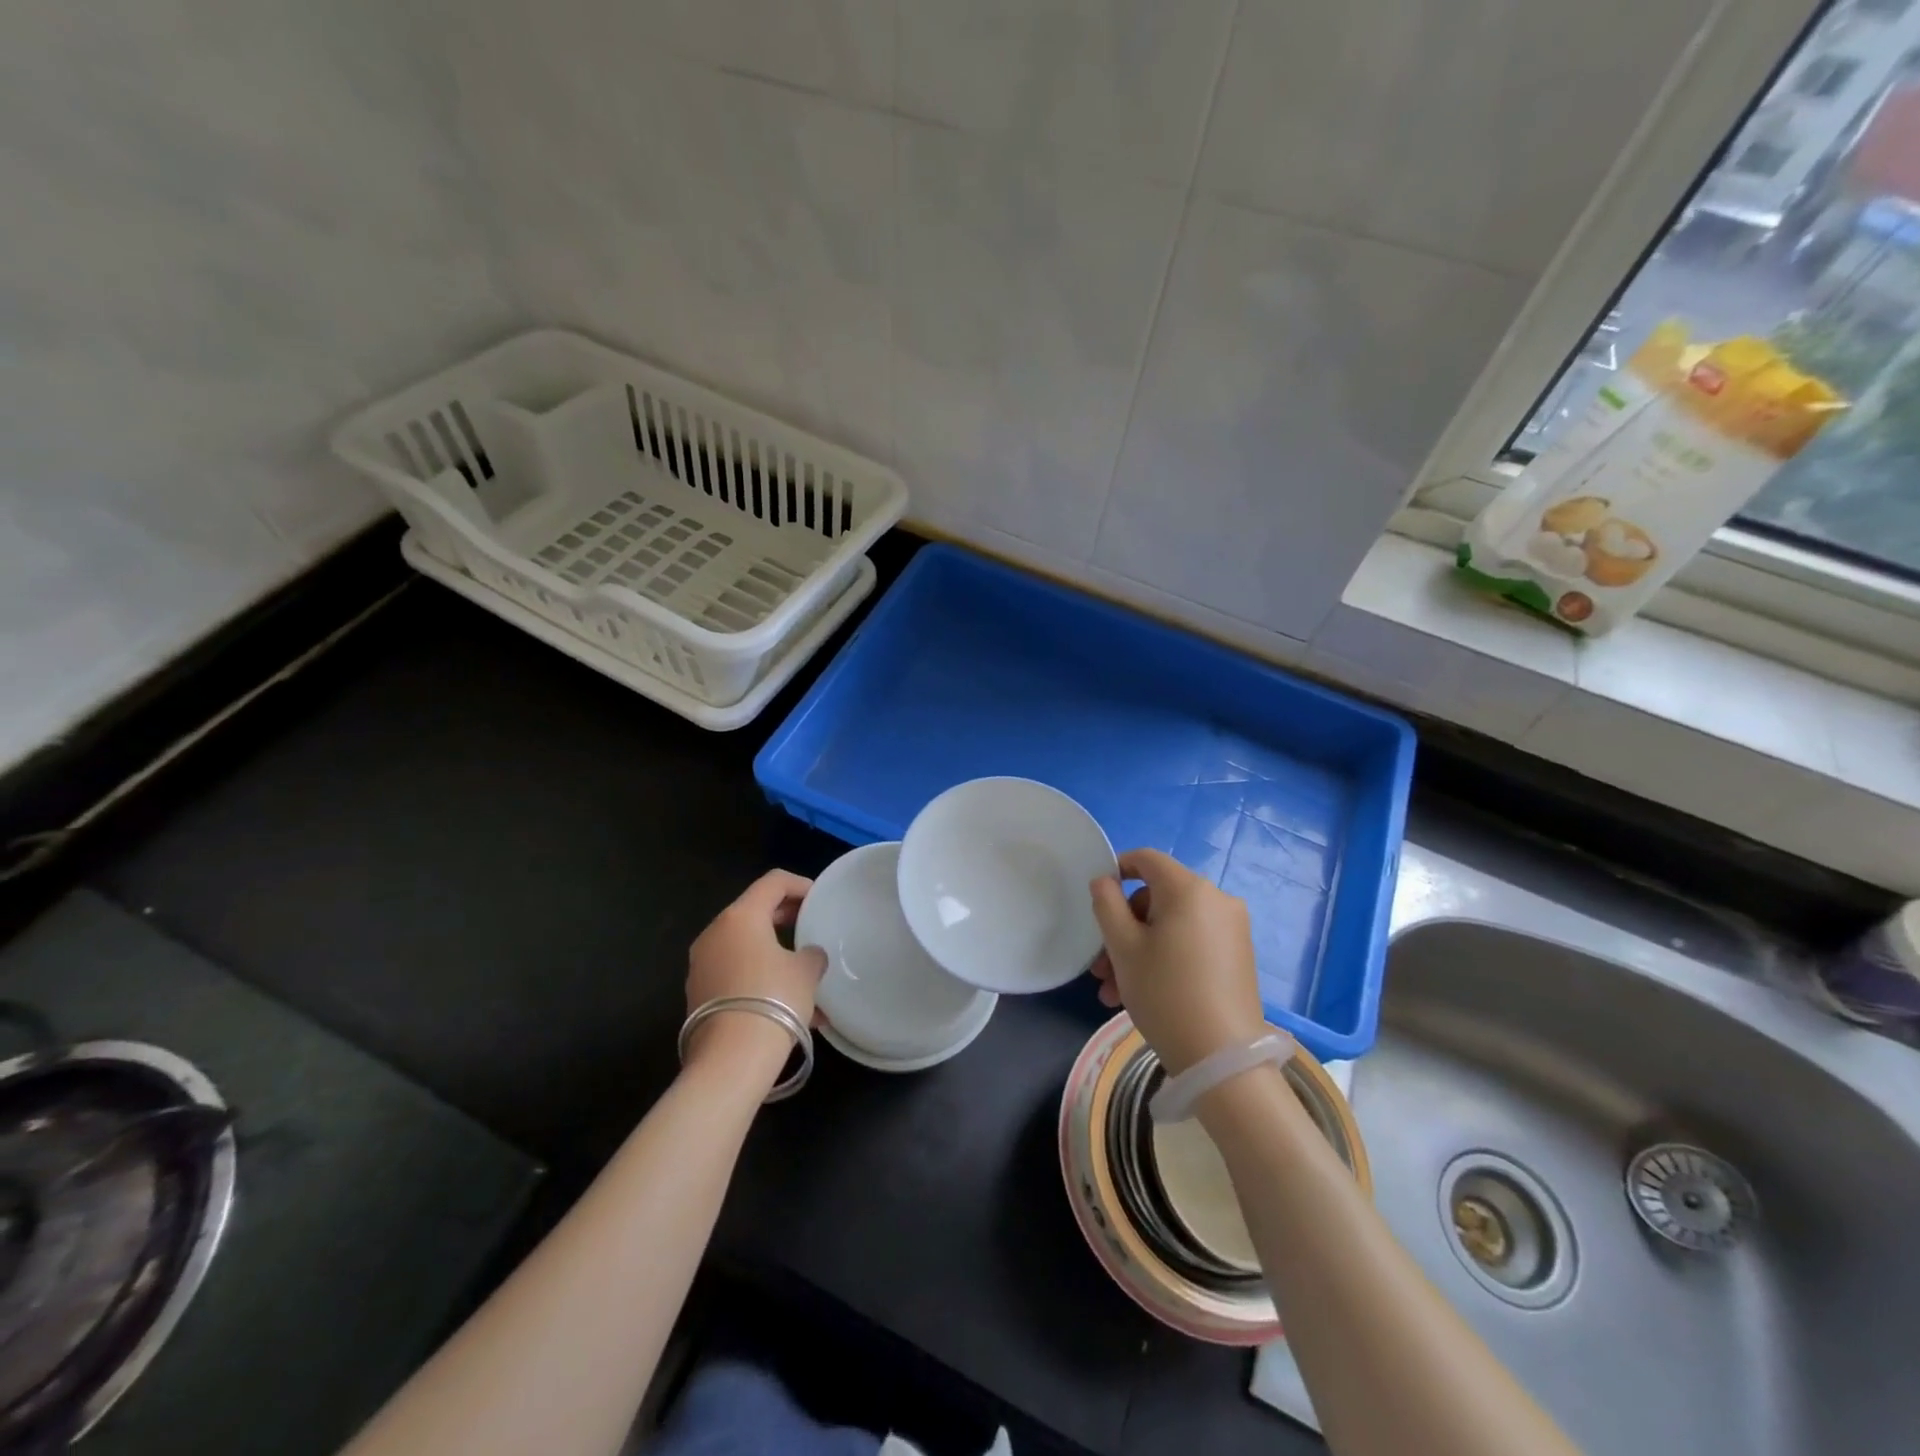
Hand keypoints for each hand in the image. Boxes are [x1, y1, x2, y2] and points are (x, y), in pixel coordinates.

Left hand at [685, 870, 826, 1070]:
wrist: (731, 1060)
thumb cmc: (774, 999)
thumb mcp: (806, 971)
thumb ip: (811, 954)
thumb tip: (808, 956)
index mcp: (740, 916)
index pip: (773, 882)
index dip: (800, 885)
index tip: (820, 899)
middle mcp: (714, 933)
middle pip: (754, 912)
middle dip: (786, 918)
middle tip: (811, 927)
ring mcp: (701, 965)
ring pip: (745, 947)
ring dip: (773, 953)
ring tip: (803, 974)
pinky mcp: (698, 994)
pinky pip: (735, 974)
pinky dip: (760, 978)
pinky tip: (787, 1005)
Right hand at [1089, 849, 1266, 1075]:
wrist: (1223, 1059)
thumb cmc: (1165, 993)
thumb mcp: (1123, 947)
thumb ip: (1107, 904)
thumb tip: (1105, 881)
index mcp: (1189, 888)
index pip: (1147, 859)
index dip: (1118, 869)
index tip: (1097, 899)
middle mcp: (1217, 899)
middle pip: (1157, 898)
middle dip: (1124, 928)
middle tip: (1101, 968)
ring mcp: (1232, 929)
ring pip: (1172, 926)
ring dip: (1139, 950)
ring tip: (1114, 992)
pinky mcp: (1239, 956)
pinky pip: (1192, 942)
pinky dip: (1166, 958)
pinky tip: (1143, 994)